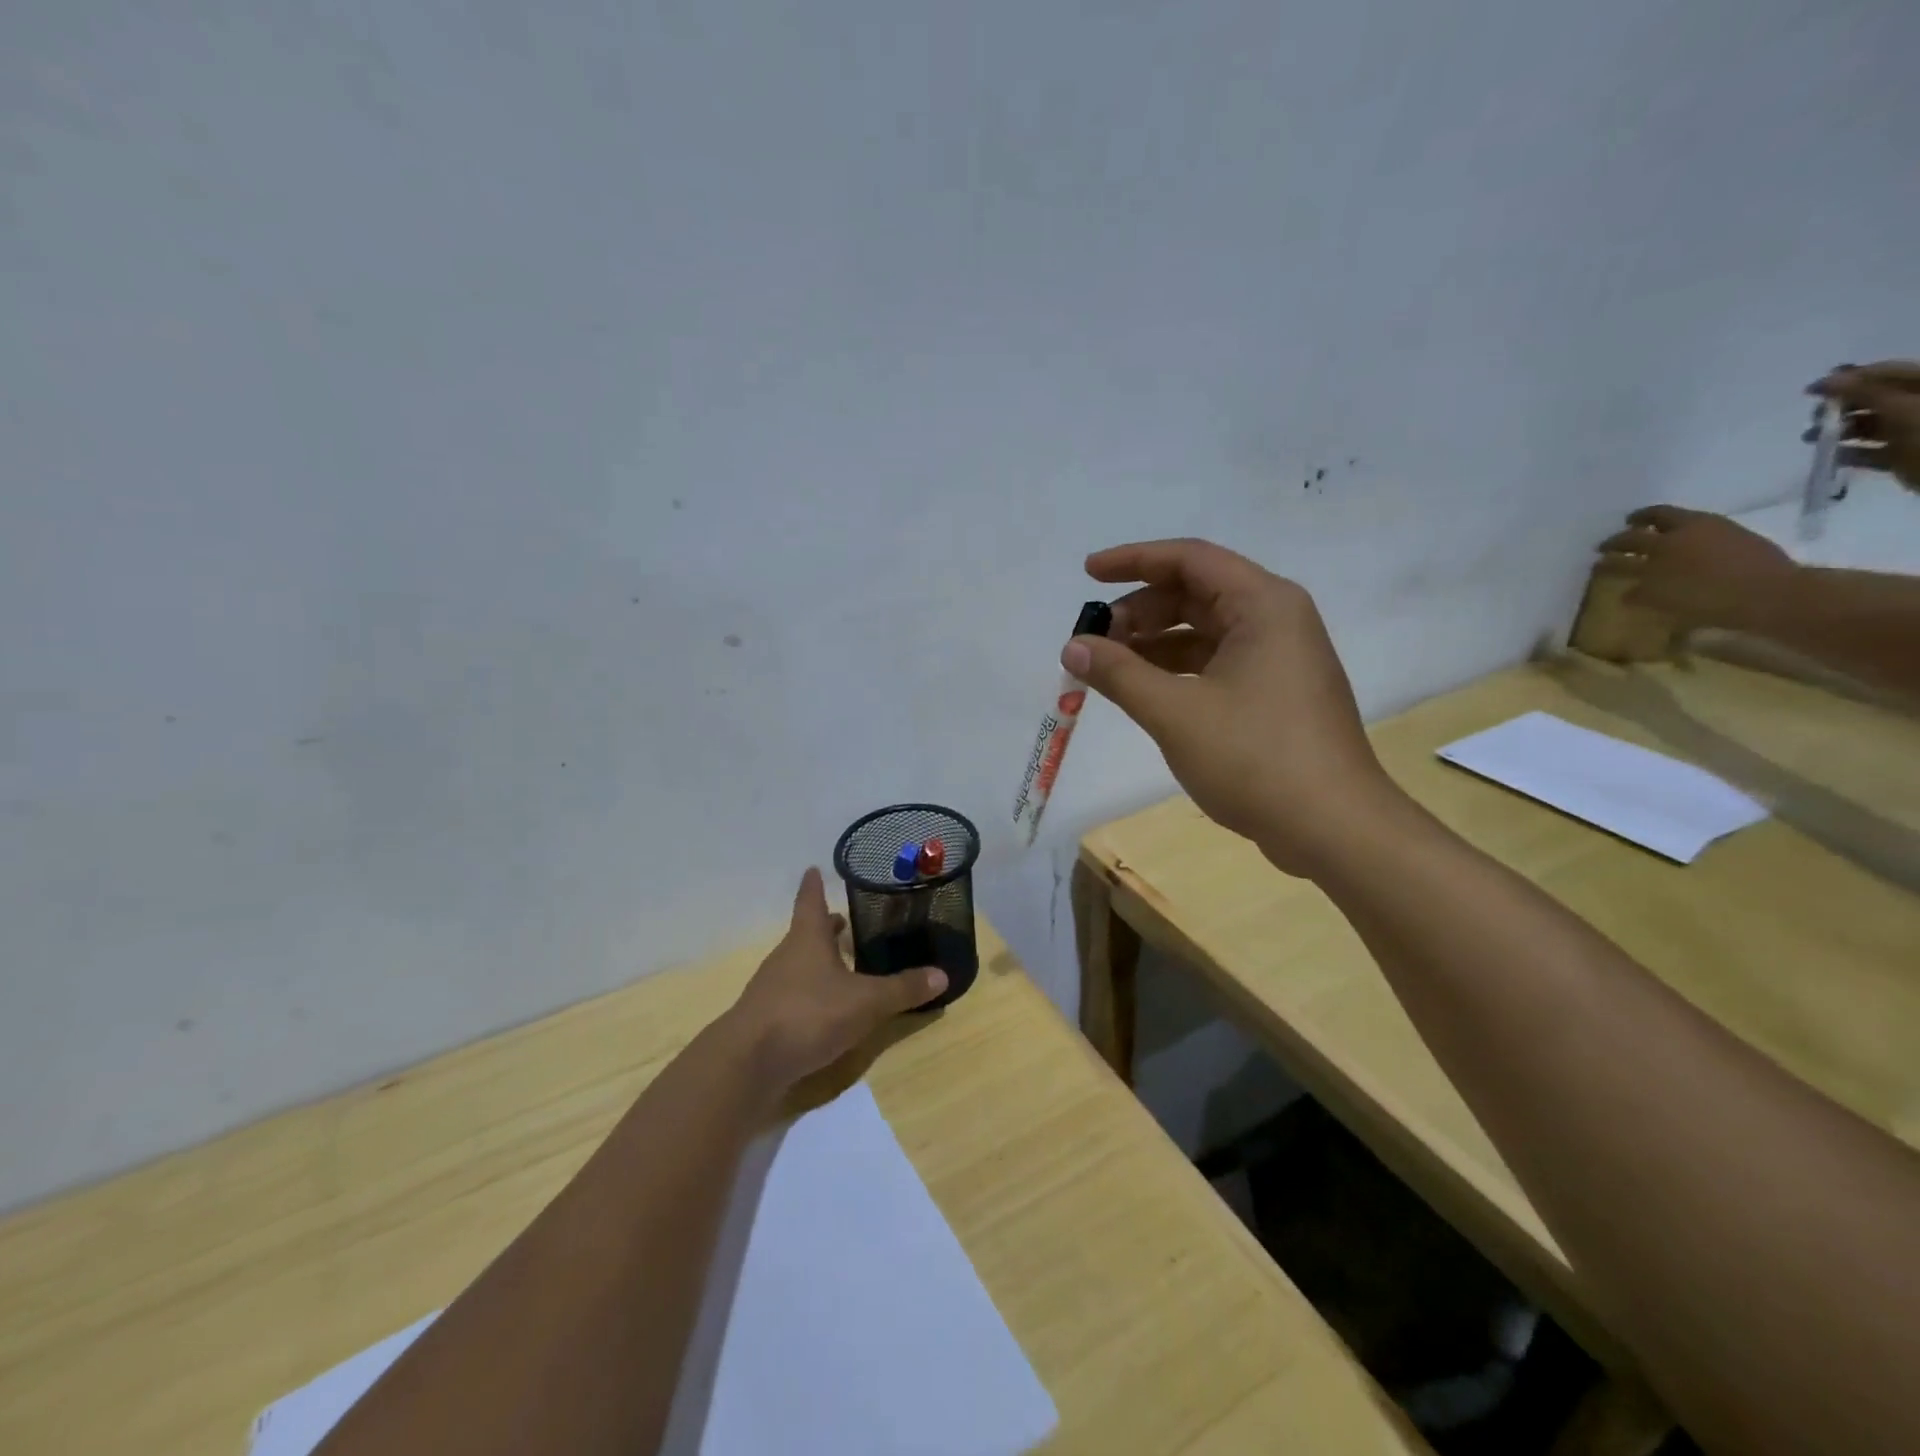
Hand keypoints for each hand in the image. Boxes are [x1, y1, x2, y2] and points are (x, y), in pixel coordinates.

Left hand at [725, 868, 945, 1092]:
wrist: (748, 1063)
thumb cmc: (808, 1014)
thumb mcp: (865, 1002)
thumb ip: (902, 989)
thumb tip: (942, 974)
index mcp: (807, 939)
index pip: (810, 901)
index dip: (813, 885)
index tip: (813, 869)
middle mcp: (786, 957)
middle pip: (805, 934)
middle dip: (823, 928)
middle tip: (842, 921)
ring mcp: (771, 989)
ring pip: (798, 965)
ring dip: (817, 961)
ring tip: (840, 965)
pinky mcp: (766, 1019)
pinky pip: (792, 995)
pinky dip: (809, 993)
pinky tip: (824, 1010)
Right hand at [1062, 538, 1396, 876]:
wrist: (1333, 828)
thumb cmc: (1255, 758)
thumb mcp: (1175, 712)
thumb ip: (1119, 673)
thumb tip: (1073, 646)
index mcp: (1263, 605)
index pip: (1189, 559)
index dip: (1133, 561)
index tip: (1086, 575)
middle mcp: (1276, 619)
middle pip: (1195, 593)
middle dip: (1139, 611)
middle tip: (1093, 640)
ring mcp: (1279, 658)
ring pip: (1204, 631)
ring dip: (1154, 643)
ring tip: (1108, 667)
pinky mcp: (1275, 694)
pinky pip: (1216, 663)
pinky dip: (1176, 670)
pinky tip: (1144, 692)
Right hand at [1595, 506, 1794, 630]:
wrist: (1772, 593)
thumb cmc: (1712, 604)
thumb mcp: (1667, 605)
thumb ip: (1643, 596)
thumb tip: (1627, 593)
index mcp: (1653, 557)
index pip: (1619, 558)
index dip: (1605, 562)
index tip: (1596, 564)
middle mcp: (1674, 537)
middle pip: (1638, 532)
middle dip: (1621, 538)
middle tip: (1610, 543)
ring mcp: (1704, 529)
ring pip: (1667, 518)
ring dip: (1649, 521)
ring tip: (1642, 527)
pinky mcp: (1728, 528)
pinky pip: (1693, 521)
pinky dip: (1678, 525)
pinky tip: (1678, 535)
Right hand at [1807, 361, 1919, 490]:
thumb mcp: (1902, 408)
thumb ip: (1863, 392)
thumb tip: (1825, 380)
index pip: (1884, 373)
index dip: (1847, 379)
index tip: (1810, 392)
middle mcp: (1917, 405)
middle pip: (1873, 399)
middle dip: (1840, 408)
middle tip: (1815, 419)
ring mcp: (1911, 431)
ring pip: (1869, 426)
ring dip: (1838, 431)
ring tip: (1813, 439)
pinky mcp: (1901, 455)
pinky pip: (1869, 451)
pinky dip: (1847, 453)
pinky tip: (1829, 457)